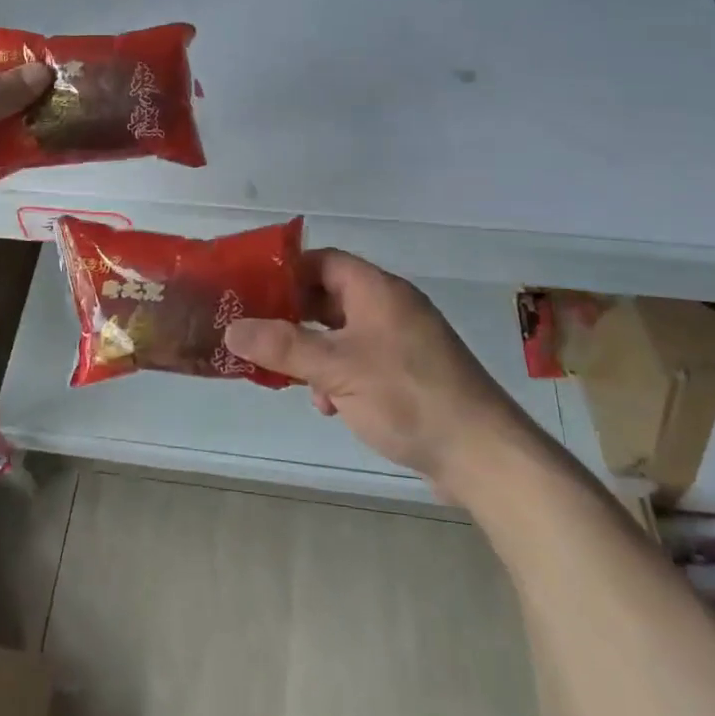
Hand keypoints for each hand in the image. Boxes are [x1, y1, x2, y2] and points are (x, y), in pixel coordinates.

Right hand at [225, 249, 524, 491]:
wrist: (482, 455)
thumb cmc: (407, 396)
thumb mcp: (337, 369)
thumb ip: (283, 347)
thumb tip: (232, 328)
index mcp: (377, 290)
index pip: (324, 261)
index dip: (287, 271)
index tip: (251, 289)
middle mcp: (390, 308)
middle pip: (330, 298)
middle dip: (294, 317)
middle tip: (257, 333)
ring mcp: (403, 342)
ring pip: (343, 334)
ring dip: (314, 353)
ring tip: (288, 377)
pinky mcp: (409, 374)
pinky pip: (361, 361)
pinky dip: (339, 375)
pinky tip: (329, 405)